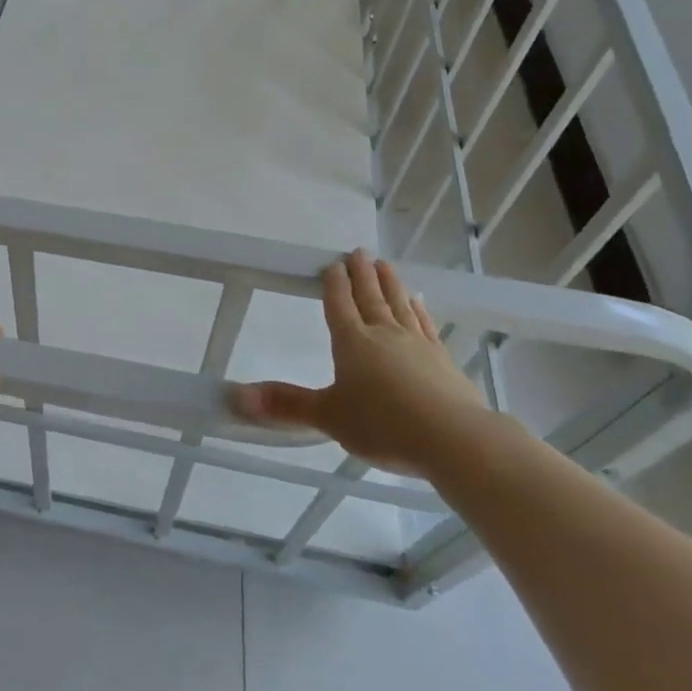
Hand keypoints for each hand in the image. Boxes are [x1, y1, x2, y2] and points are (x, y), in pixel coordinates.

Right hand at [231, 251, 488, 475]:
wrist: (455, 439)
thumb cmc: (384, 425)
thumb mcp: (329, 416)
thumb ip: (286, 405)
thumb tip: (236, 397)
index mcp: (352, 342)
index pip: (339, 304)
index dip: (334, 283)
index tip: (332, 263)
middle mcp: (384, 334)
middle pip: (370, 297)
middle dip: (362, 274)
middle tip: (359, 251)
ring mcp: (417, 344)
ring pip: (399, 304)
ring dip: (390, 283)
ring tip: (385, 264)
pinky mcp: (443, 360)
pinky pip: (427, 325)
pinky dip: (420, 310)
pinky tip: (420, 301)